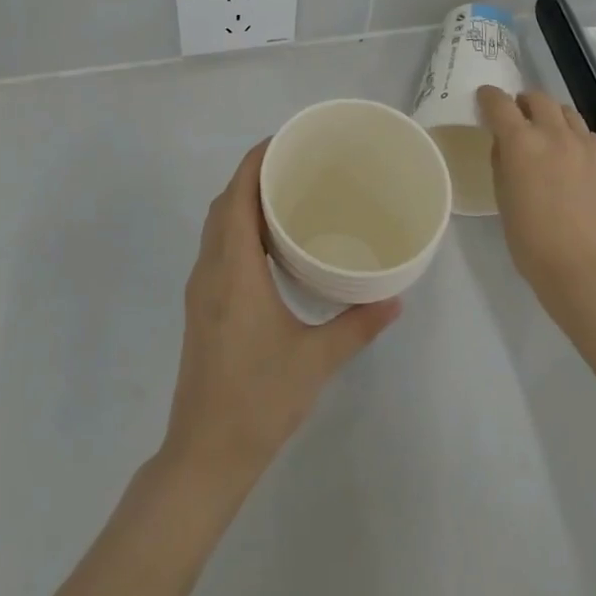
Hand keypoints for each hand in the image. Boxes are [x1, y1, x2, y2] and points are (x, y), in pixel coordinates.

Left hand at [161, 140, 400, 489]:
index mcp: (234, 271)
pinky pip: (215, 248)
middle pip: (223, 205)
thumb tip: (395, 298)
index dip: (254, 162)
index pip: (236, 197)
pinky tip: (267, 244)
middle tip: (293, 164)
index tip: (282, 140)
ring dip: (241, 201)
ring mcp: (200, 289)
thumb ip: (357, 325)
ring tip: (283, 195)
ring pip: (215, 226)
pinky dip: (236, 228)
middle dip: (250, 176)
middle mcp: (210, 270)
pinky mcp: (200, 307)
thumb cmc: (258, 401)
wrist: (204, 455)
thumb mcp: (315, 361)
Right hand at [477, 87, 595, 317]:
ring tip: (550, 138)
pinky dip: (577, 140)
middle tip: (519, 118)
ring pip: (568, 113)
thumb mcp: (503, 198)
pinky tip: (575, 163)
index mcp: (521, 142)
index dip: (489, 97)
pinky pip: (590, 137)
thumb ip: (502, 162)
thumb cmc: (532, 242)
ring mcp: (588, 145)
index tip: (485, 100)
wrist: (588, 270)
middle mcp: (555, 134)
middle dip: (524, 103)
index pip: (500, 103)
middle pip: (538, 98)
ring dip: (552, 118)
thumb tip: (506, 144)